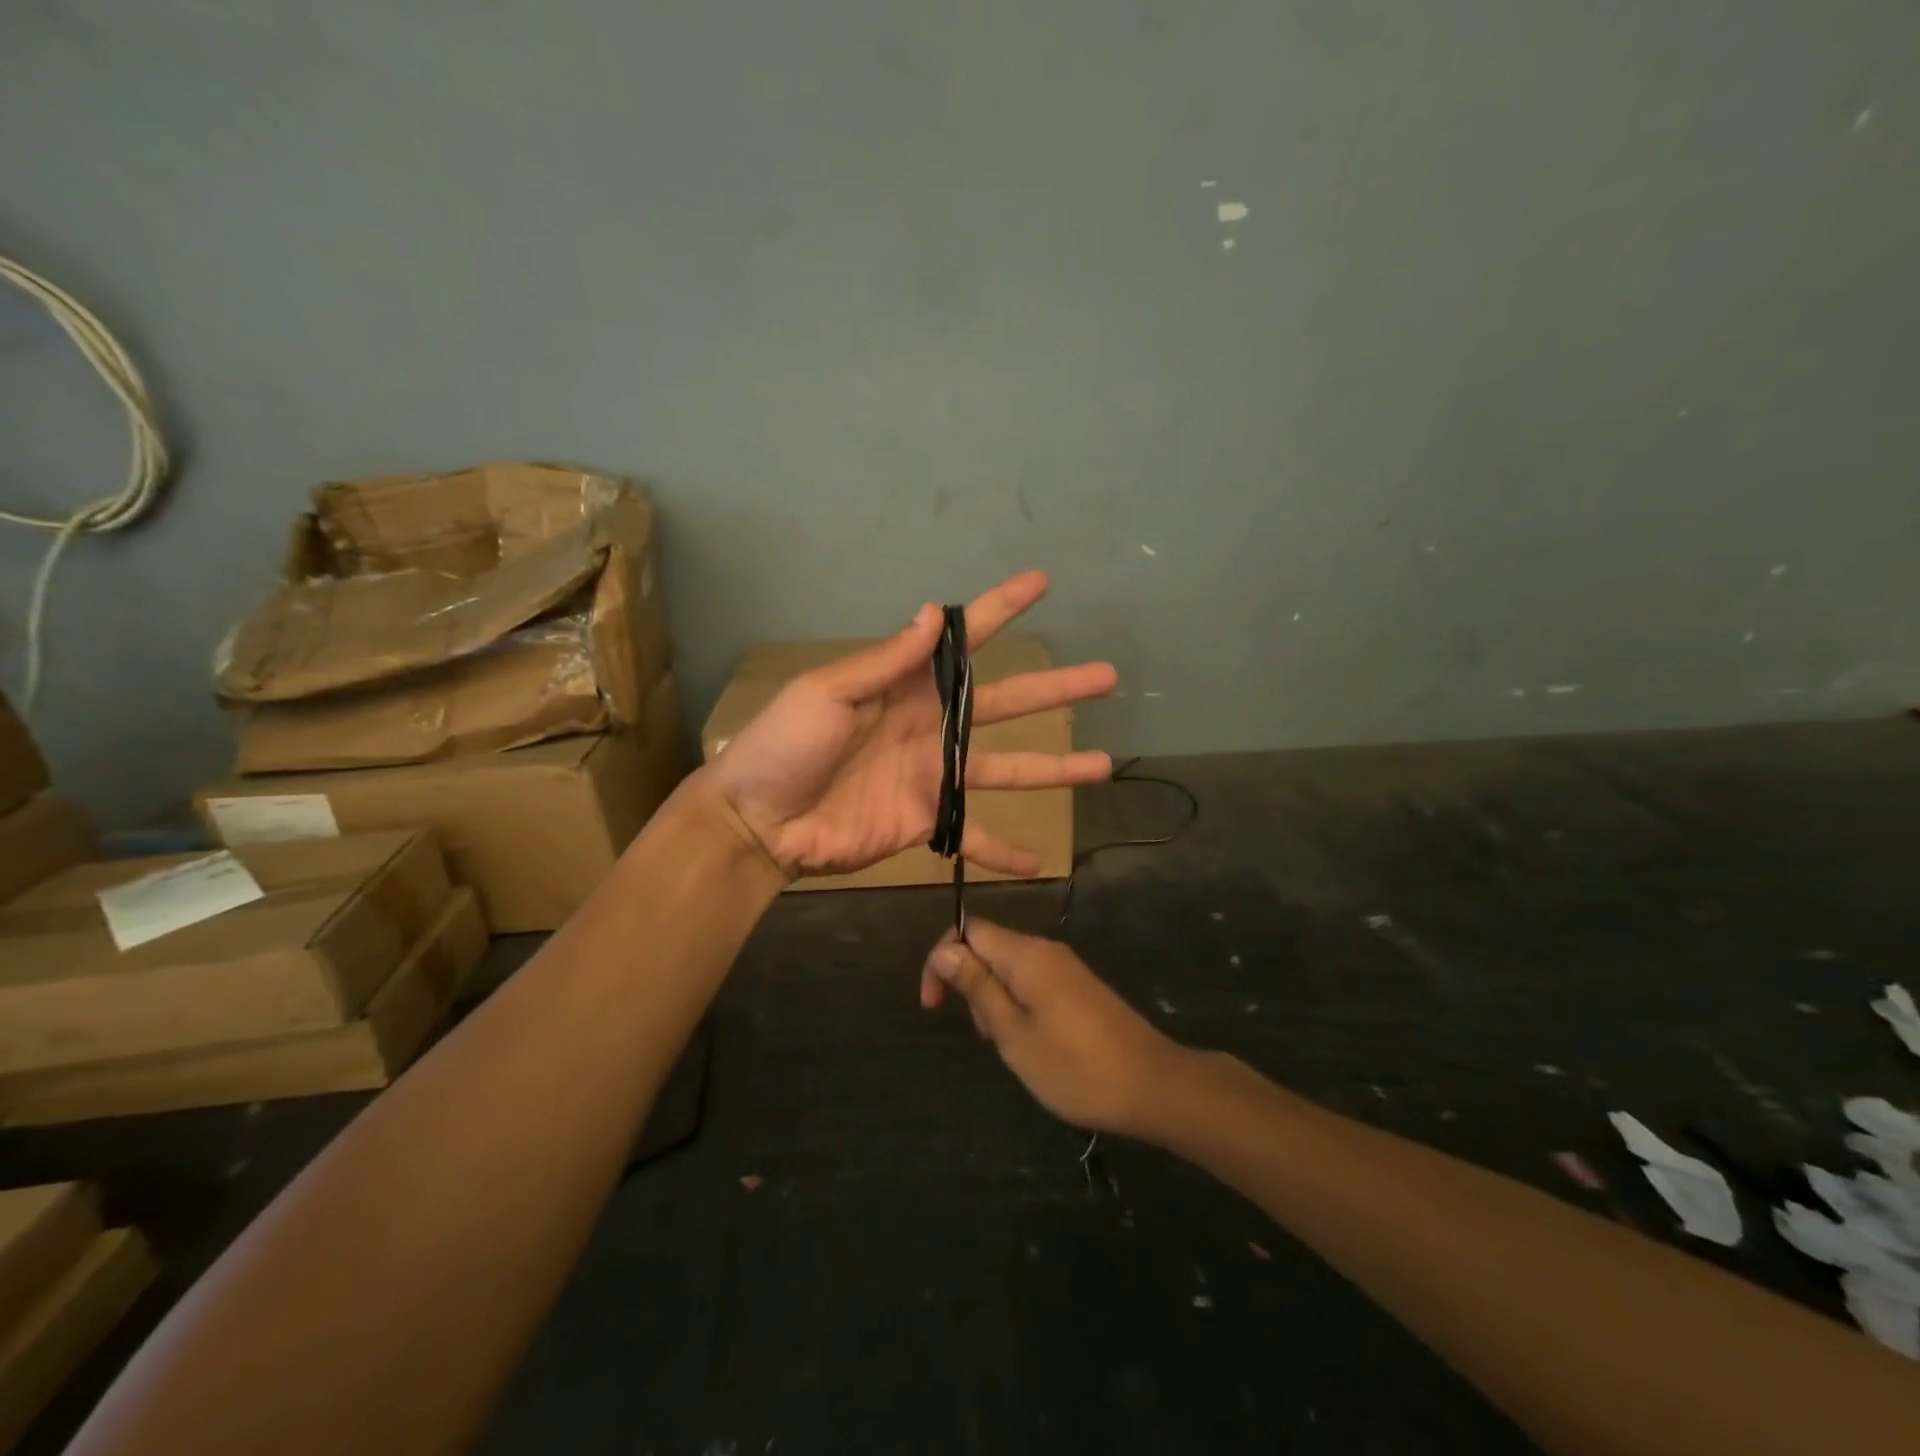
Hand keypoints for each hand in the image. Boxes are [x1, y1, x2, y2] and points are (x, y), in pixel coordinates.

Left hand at [706, 571, 1117, 877]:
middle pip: (1005, 704)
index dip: (1000, 610)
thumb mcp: (828, 693)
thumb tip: (933, 611)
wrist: (758, 822)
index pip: (962, 642)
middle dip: (1055, 689)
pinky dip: (1002, 851)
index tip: (1041, 584)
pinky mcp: (928, 822)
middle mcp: (930, 726)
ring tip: (1102, 764)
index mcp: (905, 686)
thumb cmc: (785, 747)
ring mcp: (933, 776)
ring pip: (1007, 769)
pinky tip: (1037, 862)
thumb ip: (886, 661)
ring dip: (1055, 768)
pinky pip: (973, 837)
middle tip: (1106, 676)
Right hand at [920, 918, 1192, 1139]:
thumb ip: (978, 987)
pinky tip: (1031, 1042)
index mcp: (1026, 954)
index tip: (933, 1006)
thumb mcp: (1014, 1034)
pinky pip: (1032, 981)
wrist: (1153, 1085)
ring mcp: (1065, 968)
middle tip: (984, 1035)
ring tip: (1009, 1045)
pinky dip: (1017, 1004)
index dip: (942, 959)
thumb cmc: (1076, 1067)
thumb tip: (946, 950)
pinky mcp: (1078, 987)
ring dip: (993, 998)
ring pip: (1010, 967)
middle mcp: (1045, 950)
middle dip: (969, 983)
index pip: (969, 930)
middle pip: (989, 947)